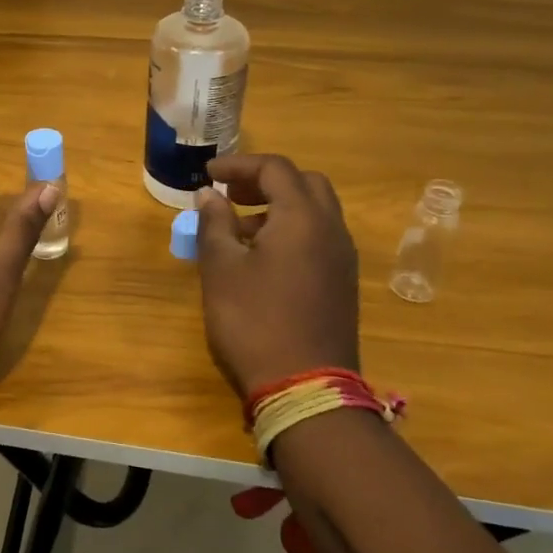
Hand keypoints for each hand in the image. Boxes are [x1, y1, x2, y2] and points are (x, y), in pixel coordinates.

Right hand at [194, 154, 360, 397]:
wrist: (306, 388)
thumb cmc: (254, 321)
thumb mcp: (221, 269)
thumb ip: (214, 224)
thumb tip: (208, 196)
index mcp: (302, 217)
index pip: (275, 169)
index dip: (239, 165)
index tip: (208, 174)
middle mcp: (331, 229)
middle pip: (304, 183)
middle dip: (265, 181)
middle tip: (231, 195)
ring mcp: (342, 258)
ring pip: (315, 211)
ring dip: (279, 206)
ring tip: (239, 229)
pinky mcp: (343, 283)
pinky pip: (320, 237)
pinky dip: (293, 230)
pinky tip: (264, 258)